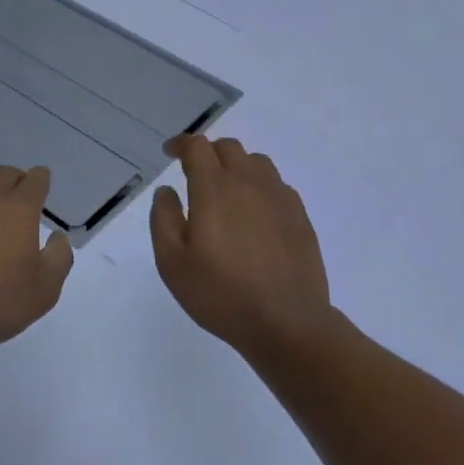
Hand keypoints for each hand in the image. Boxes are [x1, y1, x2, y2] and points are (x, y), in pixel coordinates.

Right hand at [150, 137, 338, 357]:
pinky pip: (276, 185)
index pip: (197, 147)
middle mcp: (249, 182)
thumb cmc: (220, 294)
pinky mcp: (299, 215)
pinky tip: (254, 212)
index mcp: (214, 188)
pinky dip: (259, 186)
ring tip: (225, 190)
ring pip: (256, 162)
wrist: (286, 321)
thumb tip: (166, 190)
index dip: (181, 144)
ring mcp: (279, 197)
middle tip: (194, 172)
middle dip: (208, 152)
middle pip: (228, 148)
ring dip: (236, 166)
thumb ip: (164, 219)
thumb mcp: (173, 263)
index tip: (170, 152)